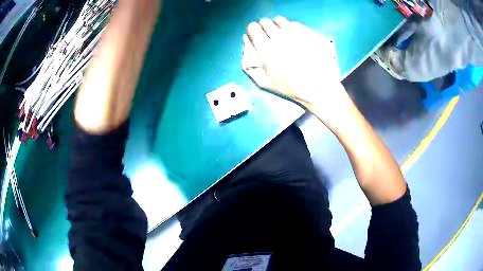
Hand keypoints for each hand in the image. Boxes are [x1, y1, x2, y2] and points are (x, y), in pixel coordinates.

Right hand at [242, 17, 351, 123]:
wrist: (319, 86)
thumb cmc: (291, 87)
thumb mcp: (264, 82)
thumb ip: (249, 65)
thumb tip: (247, 47)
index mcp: (266, 48)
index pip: (253, 27)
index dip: (253, 31)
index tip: (257, 36)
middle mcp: (279, 36)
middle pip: (265, 21)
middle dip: (265, 28)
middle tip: (270, 38)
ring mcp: (295, 32)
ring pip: (280, 20)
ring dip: (278, 26)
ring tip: (283, 36)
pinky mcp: (307, 31)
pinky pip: (295, 24)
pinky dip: (292, 28)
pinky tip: (296, 38)